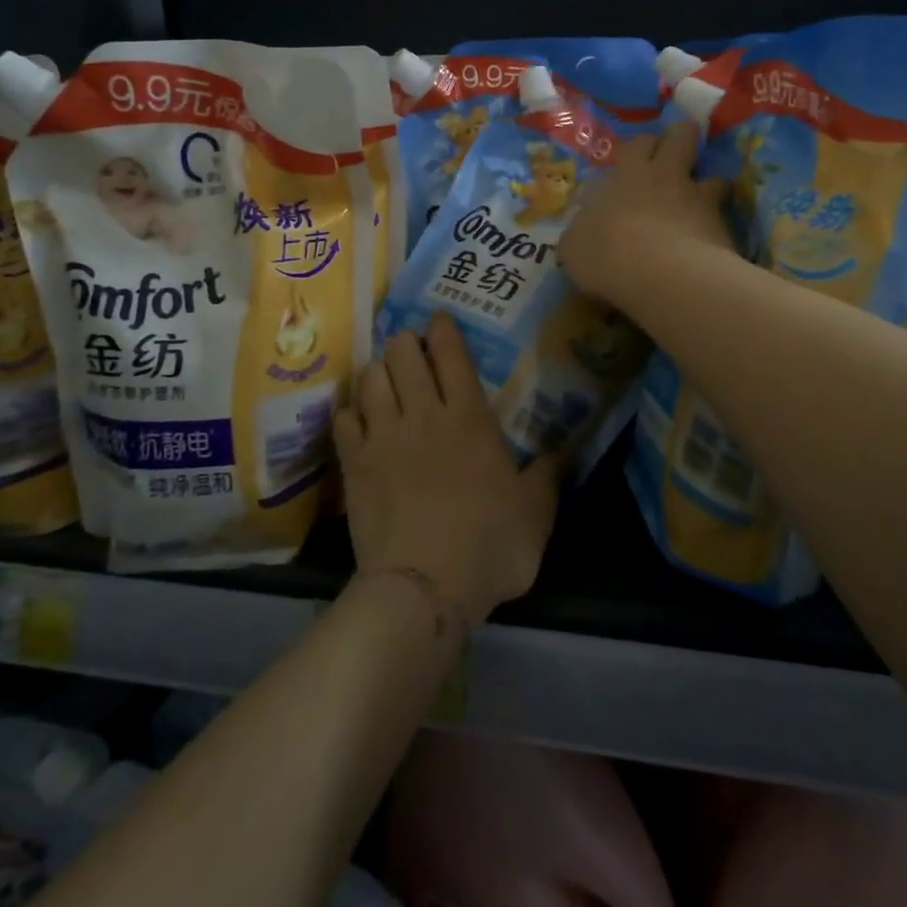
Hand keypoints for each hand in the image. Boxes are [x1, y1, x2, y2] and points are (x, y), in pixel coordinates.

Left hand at [335, 316, 561, 628]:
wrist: (424, 586)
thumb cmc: (489, 546)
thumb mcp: (536, 514)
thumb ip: (548, 477)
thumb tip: (563, 452)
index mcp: (469, 417)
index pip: (451, 353)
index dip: (442, 328)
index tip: (438, 320)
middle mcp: (423, 414)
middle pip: (403, 353)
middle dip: (405, 343)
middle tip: (411, 351)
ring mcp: (383, 436)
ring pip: (370, 377)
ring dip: (378, 371)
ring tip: (384, 380)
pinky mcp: (355, 463)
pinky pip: (344, 419)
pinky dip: (351, 413)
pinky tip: (358, 421)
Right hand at [559, 118, 733, 304]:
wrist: (659, 273)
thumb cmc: (605, 253)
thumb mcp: (573, 246)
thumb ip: (581, 231)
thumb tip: (583, 230)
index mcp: (626, 174)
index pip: (638, 143)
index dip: (642, 147)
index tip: (640, 158)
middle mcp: (664, 175)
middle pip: (680, 135)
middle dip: (679, 138)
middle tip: (675, 155)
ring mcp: (696, 196)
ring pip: (711, 173)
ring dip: (707, 182)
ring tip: (702, 196)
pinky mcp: (721, 223)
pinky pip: (723, 212)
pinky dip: (717, 219)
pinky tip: (710, 235)